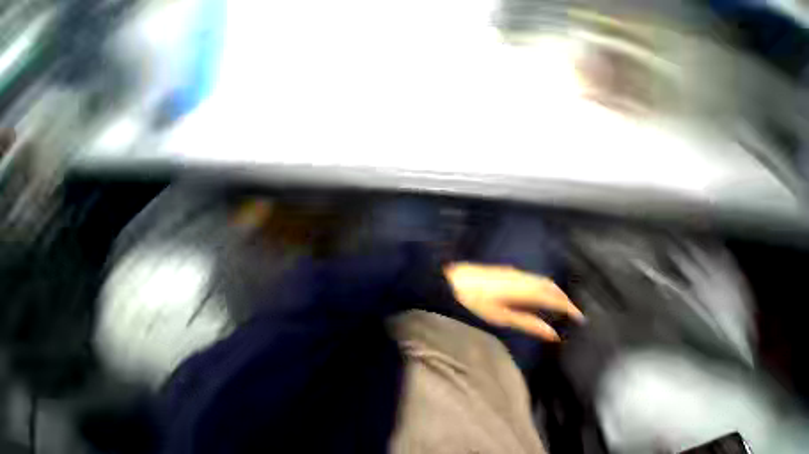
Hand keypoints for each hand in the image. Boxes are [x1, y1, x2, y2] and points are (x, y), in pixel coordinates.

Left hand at [444, 262, 582, 341]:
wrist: (454, 279)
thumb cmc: (475, 299)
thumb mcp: (500, 316)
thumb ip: (527, 323)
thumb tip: (552, 334)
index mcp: (522, 290)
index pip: (554, 297)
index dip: (569, 307)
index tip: (579, 318)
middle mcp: (521, 277)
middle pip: (549, 285)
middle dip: (563, 297)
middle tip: (570, 312)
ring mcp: (512, 271)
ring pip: (540, 279)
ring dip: (551, 289)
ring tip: (556, 304)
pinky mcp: (505, 269)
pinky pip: (529, 276)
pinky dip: (539, 284)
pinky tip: (534, 292)